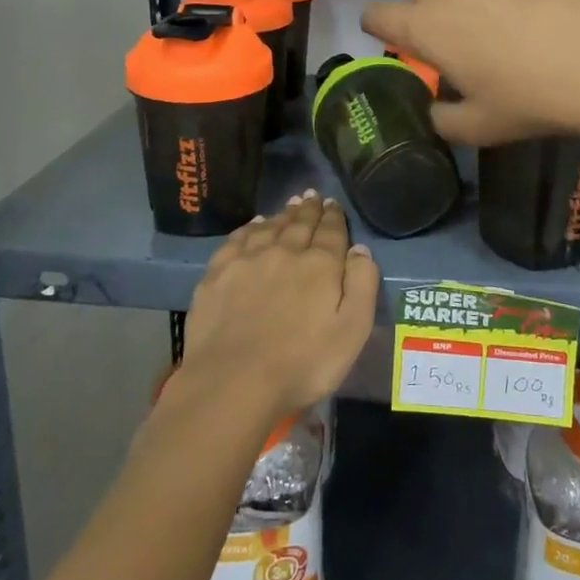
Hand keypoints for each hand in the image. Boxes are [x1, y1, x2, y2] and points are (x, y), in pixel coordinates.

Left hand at [176, 191, 379, 423]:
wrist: (233, 382)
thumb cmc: (302, 364)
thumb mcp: (351, 331)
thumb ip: (362, 285)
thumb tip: (359, 249)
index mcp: (319, 265)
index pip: (331, 231)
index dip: (334, 217)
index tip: (333, 204)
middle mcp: (284, 252)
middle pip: (299, 224)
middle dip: (309, 209)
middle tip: (312, 196)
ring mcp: (247, 260)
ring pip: (269, 227)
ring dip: (282, 215)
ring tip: (289, 206)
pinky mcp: (217, 274)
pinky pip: (237, 240)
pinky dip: (249, 228)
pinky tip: (253, 226)